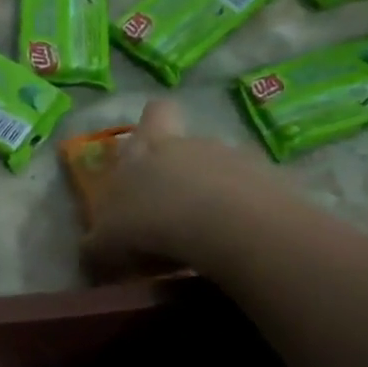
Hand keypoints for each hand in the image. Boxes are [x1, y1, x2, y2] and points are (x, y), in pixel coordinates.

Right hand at [83, 99, 295, 278]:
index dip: (152, 125)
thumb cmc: (152, 222)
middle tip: (169, 213)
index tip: (148, 145)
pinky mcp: (275, 187)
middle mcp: (194, 145)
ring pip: (223, 174)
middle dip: (182, 175)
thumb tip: (92, 252)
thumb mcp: (107, 242)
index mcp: (150, 147)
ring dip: (214, 200)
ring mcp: (239, 162)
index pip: (155, 114)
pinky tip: (235, 249)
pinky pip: (255, 201)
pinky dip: (244, 221)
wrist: (229, 228)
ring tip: (205, 241)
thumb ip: (98, 244)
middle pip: (189, 147)